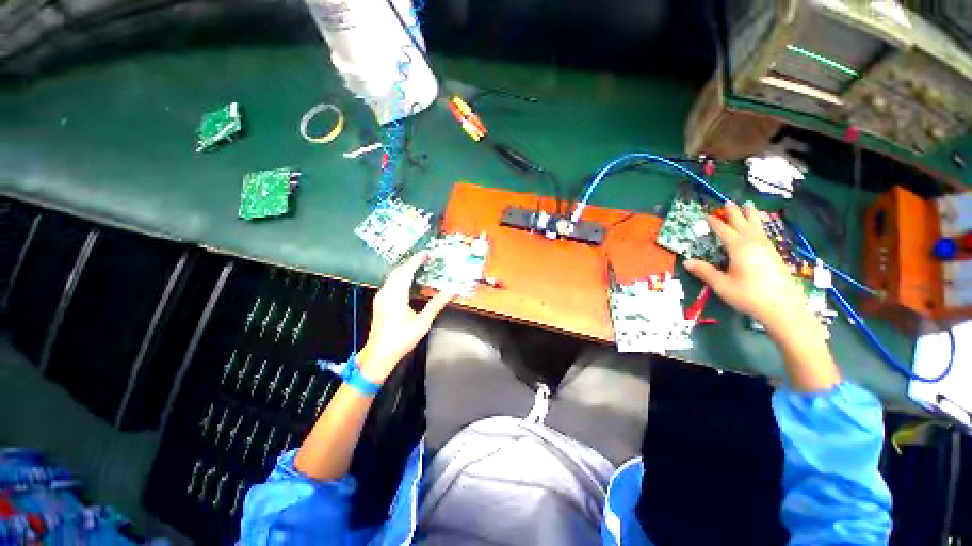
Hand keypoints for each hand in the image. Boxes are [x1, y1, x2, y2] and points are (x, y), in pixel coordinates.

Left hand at [357, 252, 454, 383]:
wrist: (379, 355)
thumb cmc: (401, 339)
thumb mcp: (422, 322)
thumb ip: (436, 304)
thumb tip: (452, 291)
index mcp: (396, 295)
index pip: (407, 271)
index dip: (416, 261)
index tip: (426, 253)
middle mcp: (386, 293)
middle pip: (398, 271)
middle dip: (411, 263)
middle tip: (425, 259)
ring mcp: (381, 297)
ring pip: (393, 277)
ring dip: (405, 270)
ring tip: (418, 267)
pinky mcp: (379, 302)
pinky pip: (390, 283)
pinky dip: (400, 277)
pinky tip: (407, 281)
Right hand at [683, 202, 806, 332]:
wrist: (784, 308)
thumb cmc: (749, 295)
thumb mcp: (722, 285)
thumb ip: (705, 272)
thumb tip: (686, 261)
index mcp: (739, 248)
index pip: (724, 231)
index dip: (715, 223)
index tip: (707, 215)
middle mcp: (754, 244)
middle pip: (742, 224)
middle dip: (734, 213)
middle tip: (728, 202)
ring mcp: (767, 249)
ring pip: (757, 227)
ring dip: (750, 216)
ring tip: (749, 205)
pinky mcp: (774, 255)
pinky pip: (764, 234)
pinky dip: (760, 226)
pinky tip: (760, 229)